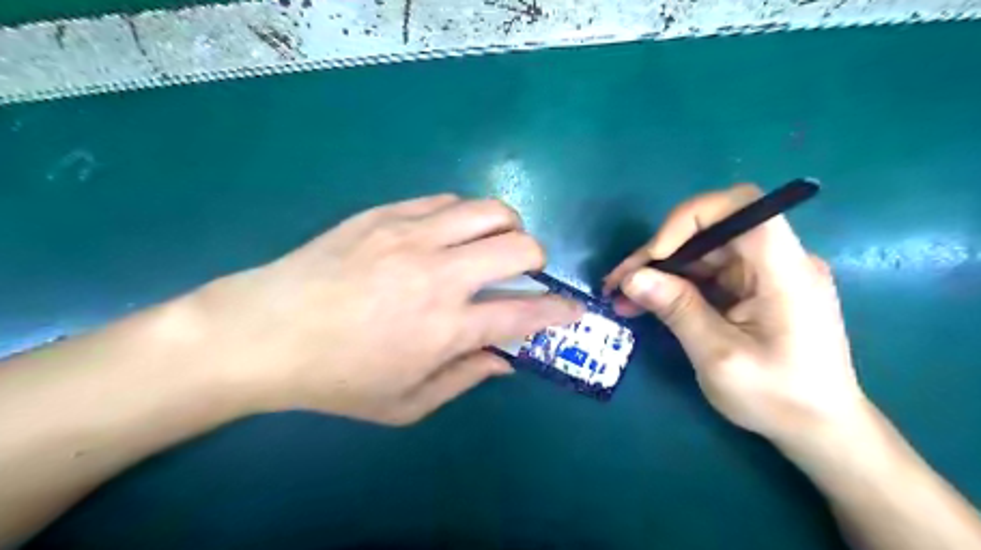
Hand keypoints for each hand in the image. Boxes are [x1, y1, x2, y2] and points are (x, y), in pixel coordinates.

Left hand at [194, 196, 580, 427]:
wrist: (263, 332)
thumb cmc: (335, 378)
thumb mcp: (405, 404)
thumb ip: (463, 379)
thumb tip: (504, 361)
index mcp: (445, 328)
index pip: (525, 313)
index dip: (558, 311)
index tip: (571, 309)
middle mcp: (438, 275)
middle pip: (519, 247)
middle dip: (538, 259)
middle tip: (524, 272)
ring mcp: (411, 236)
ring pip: (489, 211)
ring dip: (507, 227)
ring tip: (493, 243)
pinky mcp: (386, 213)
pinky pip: (446, 201)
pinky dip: (464, 216)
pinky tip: (450, 233)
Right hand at [606, 186, 863, 446]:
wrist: (819, 429)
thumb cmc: (777, 398)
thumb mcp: (719, 357)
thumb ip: (677, 310)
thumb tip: (631, 278)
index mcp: (785, 271)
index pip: (742, 207)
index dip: (690, 218)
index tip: (655, 255)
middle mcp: (778, 261)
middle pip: (712, 230)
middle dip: (661, 251)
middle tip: (620, 282)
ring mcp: (765, 274)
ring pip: (703, 252)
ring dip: (661, 270)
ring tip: (623, 296)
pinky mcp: (753, 288)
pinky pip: (707, 273)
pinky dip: (675, 285)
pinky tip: (646, 303)